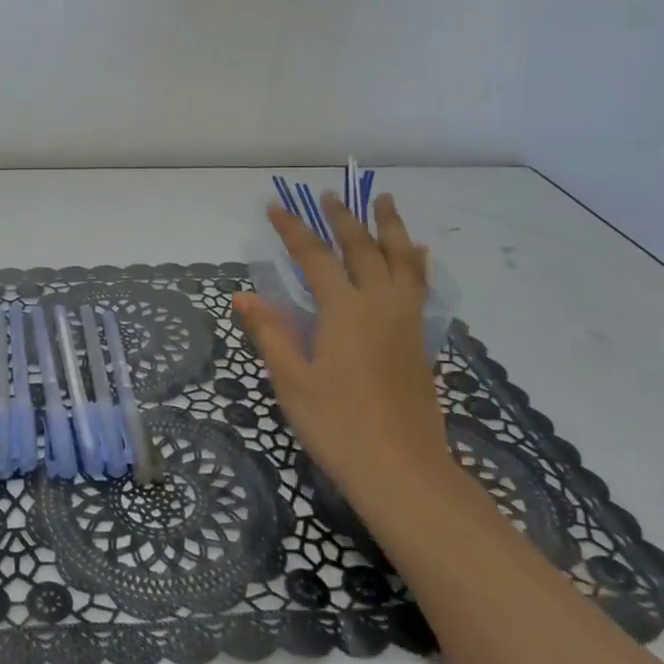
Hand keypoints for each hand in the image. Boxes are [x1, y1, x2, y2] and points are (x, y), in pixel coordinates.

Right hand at [234, 193, 450, 501]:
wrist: (400, 468)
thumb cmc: (336, 423)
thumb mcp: (292, 379)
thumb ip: (270, 331)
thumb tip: (243, 296)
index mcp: (344, 310)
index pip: (314, 257)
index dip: (293, 230)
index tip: (275, 207)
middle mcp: (379, 304)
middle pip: (362, 249)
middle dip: (342, 219)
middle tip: (328, 195)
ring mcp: (406, 321)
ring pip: (401, 260)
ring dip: (390, 228)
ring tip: (385, 201)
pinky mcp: (420, 340)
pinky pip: (420, 285)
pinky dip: (416, 262)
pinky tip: (417, 255)